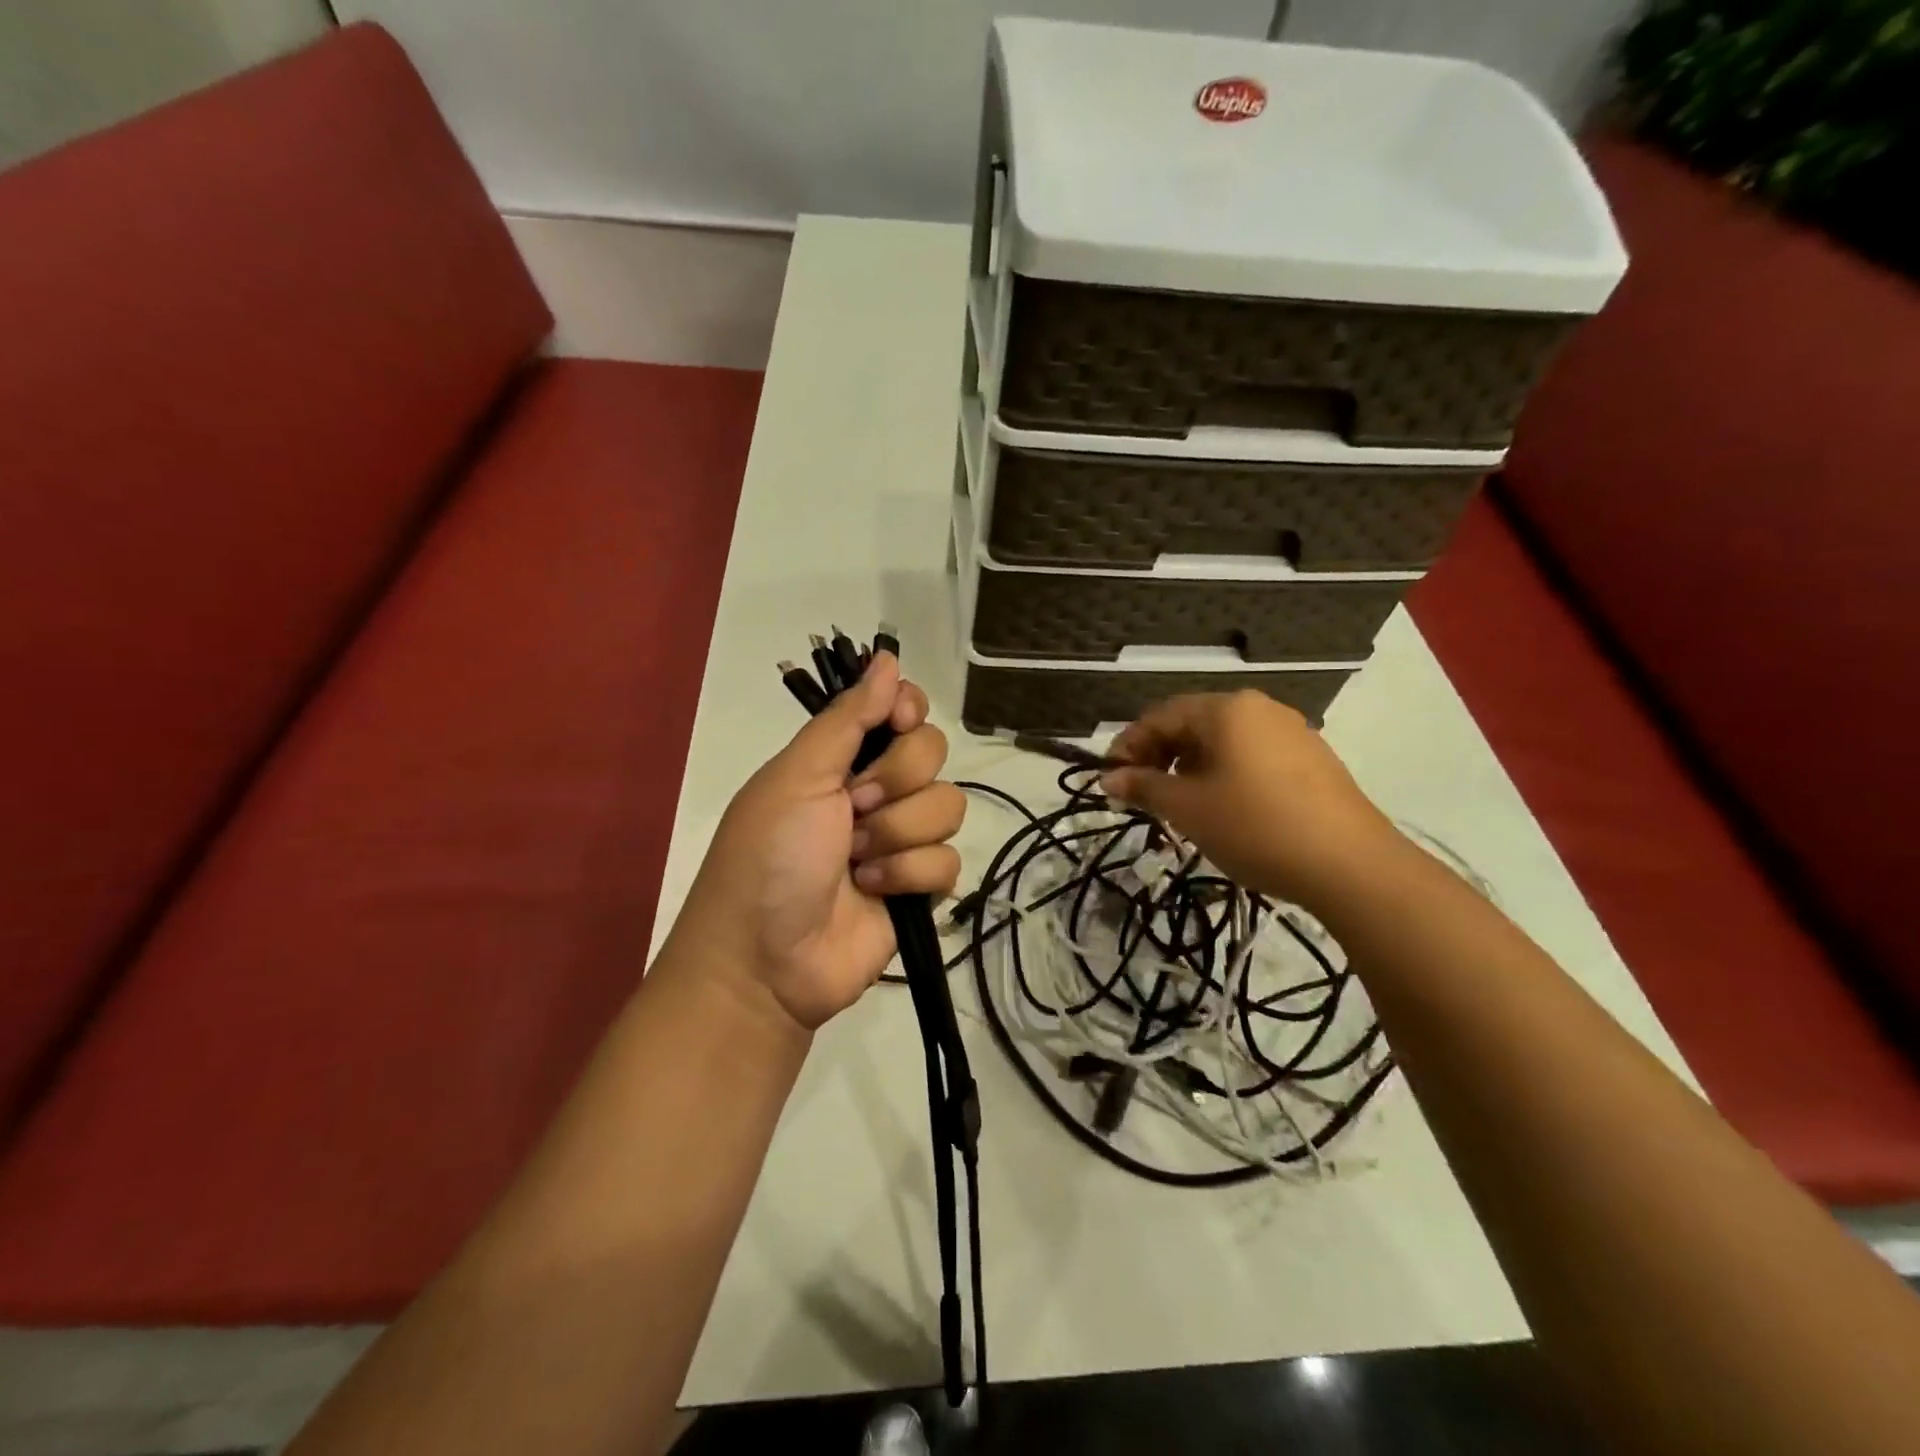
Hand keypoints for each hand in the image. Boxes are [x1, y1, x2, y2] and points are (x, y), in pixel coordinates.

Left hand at [679, 654, 964, 1031]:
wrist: (765, 963)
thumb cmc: (768, 857)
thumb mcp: (797, 777)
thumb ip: (846, 718)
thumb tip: (888, 656)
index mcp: (841, 758)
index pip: (901, 711)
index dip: (908, 711)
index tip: (900, 722)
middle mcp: (875, 791)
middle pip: (933, 753)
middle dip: (895, 781)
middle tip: (853, 809)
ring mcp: (899, 839)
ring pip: (947, 807)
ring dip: (898, 835)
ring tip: (856, 863)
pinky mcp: (918, 887)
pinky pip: (949, 861)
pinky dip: (909, 876)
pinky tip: (874, 893)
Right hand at [1101, 691, 1397, 914]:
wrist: (1352, 866)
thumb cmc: (1255, 827)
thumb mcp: (1188, 809)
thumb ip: (1144, 788)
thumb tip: (1109, 780)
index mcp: (1227, 709)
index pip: (1161, 716)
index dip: (1128, 746)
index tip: (1110, 780)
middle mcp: (1260, 708)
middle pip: (1193, 724)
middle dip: (1160, 757)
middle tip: (1141, 795)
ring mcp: (1291, 732)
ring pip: (1224, 742)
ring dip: (1190, 767)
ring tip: (1178, 805)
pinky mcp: (1313, 760)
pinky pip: (1252, 756)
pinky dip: (1224, 774)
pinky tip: (1223, 808)